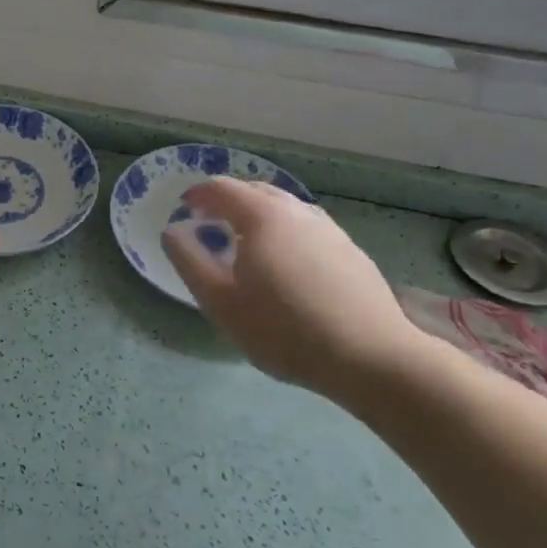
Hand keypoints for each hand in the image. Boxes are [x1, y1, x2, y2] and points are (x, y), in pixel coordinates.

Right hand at [161, 179, 424, 404]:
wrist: (373, 359)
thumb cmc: (285, 330)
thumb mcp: (221, 303)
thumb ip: (190, 261)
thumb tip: (172, 231)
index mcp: (262, 216)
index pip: (222, 188)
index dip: (198, 195)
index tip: (184, 208)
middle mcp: (297, 211)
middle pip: (256, 191)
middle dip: (229, 200)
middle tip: (211, 222)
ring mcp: (329, 229)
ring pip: (285, 208)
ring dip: (259, 215)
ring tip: (248, 243)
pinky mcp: (351, 251)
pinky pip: (307, 227)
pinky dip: (286, 232)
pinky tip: (287, 264)